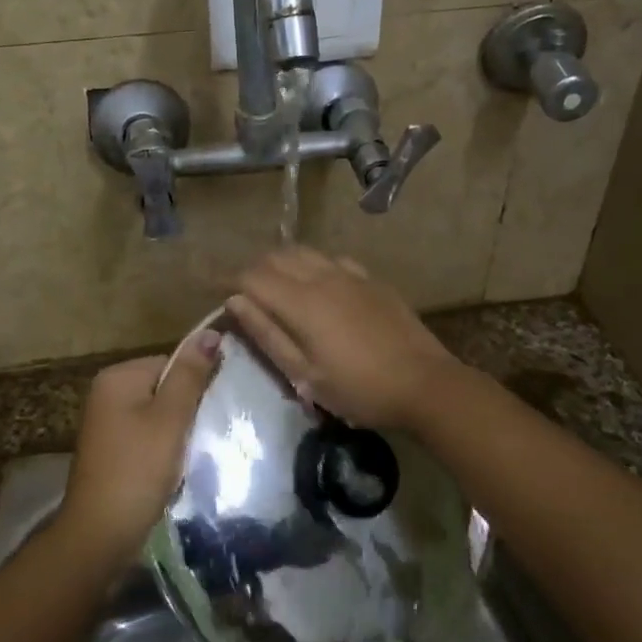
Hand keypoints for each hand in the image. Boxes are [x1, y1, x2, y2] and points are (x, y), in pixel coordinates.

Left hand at [58, 331, 220, 560]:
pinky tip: (172, 467)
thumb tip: (211, 331)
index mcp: (117, 376)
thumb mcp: (170, 418)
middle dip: (186, 409)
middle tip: (200, 434)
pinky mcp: (112, 449)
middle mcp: (107, 392)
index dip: (195, 385)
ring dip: (178, 431)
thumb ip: (190, 375)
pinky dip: (163, 448)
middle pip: (165, 387)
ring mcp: (106, 422)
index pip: (172, 362)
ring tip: (189, 452)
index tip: (211, 411)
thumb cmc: (138, 469)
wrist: (101, 534)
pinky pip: (147, 435)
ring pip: (159, 413)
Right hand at [227, 247, 460, 427]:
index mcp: (302, 302)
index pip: (253, 276)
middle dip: (254, 270)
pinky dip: (313, 265)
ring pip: (305, 252)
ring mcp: (352, 274)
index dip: (229, 281)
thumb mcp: (305, 374)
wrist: (425, 384)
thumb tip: (235, 301)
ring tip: (276, 288)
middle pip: (277, 257)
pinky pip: (333, 259)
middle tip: (245, 295)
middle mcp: (323, 277)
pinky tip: (318, 285)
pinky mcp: (373, 280)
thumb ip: (268, 334)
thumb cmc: (359, 389)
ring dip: (282, 264)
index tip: (216, 292)